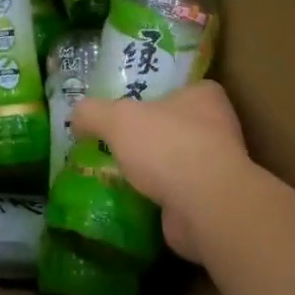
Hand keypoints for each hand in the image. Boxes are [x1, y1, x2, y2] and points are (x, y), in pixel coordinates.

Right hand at [70, 81, 263, 262]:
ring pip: (176, 160)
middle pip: (175, 124)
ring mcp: (218, 167)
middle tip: (115, 139)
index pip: (180, 87)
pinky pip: (177, 192)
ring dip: (153, 168)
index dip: (154, 94)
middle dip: (148, 134)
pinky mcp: (212, 201)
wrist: (206, 207)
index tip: (127, 105)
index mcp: (204, 96)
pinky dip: (157, 196)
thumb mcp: (116, 118)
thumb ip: (92, 113)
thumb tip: (76, 118)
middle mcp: (218, 127)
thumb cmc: (167, 146)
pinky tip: (131, 198)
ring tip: (117, 171)